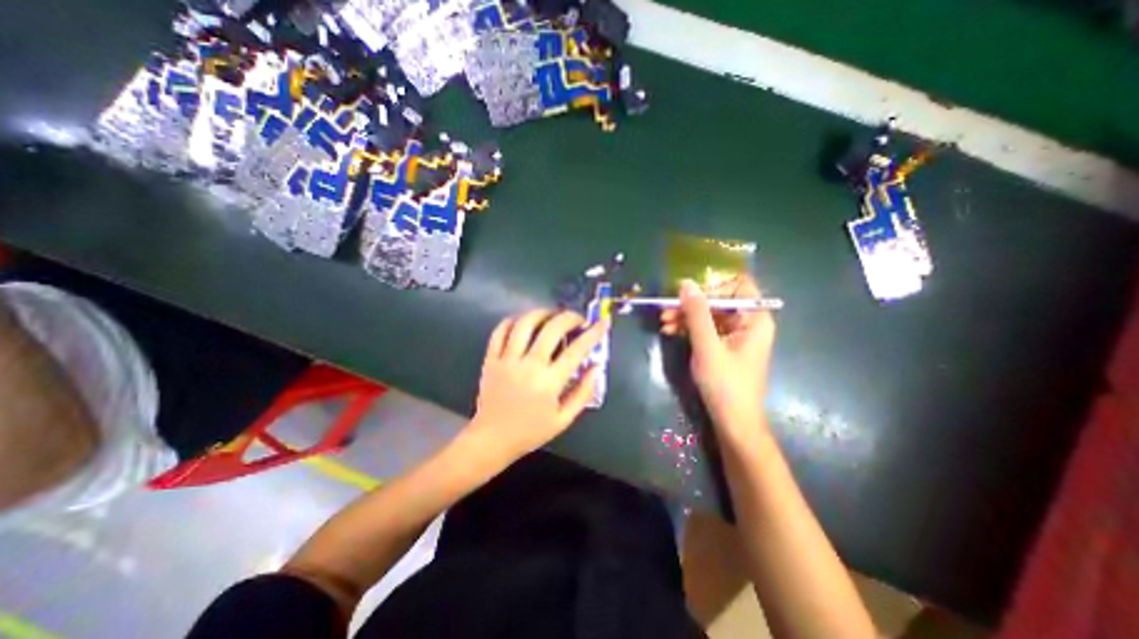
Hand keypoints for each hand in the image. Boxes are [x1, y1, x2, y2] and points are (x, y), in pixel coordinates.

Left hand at [465, 307, 603, 460]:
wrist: (492, 439)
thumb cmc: (531, 431)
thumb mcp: (564, 419)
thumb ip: (584, 393)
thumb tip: (596, 367)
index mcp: (549, 382)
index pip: (576, 350)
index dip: (593, 333)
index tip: (603, 323)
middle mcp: (529, 366)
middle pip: (552, 329)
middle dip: (569, 318)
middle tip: (577, 320)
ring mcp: (507, 360)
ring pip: (525, 323)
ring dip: (542, 313)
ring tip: (552, 315)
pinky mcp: (491, 359)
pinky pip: (500, 331)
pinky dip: (514, 321)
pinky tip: (524, 322)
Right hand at [666, 278, 778, 441]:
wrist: (733, 422)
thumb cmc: (725, 384)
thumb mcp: (707, 346)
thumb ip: (697, 313)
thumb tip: (686, 283)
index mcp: (754, 319)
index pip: (738, 286)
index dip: (713, 284)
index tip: (688, 291)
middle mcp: (747, 323)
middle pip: (719, 301)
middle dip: (691, 304)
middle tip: (666, 308)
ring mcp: (735, 336)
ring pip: (709, 315)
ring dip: (686, 316)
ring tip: (663, 321)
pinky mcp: (723, 347)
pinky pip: (706, 329)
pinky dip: (689, 329)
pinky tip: (670, 331)